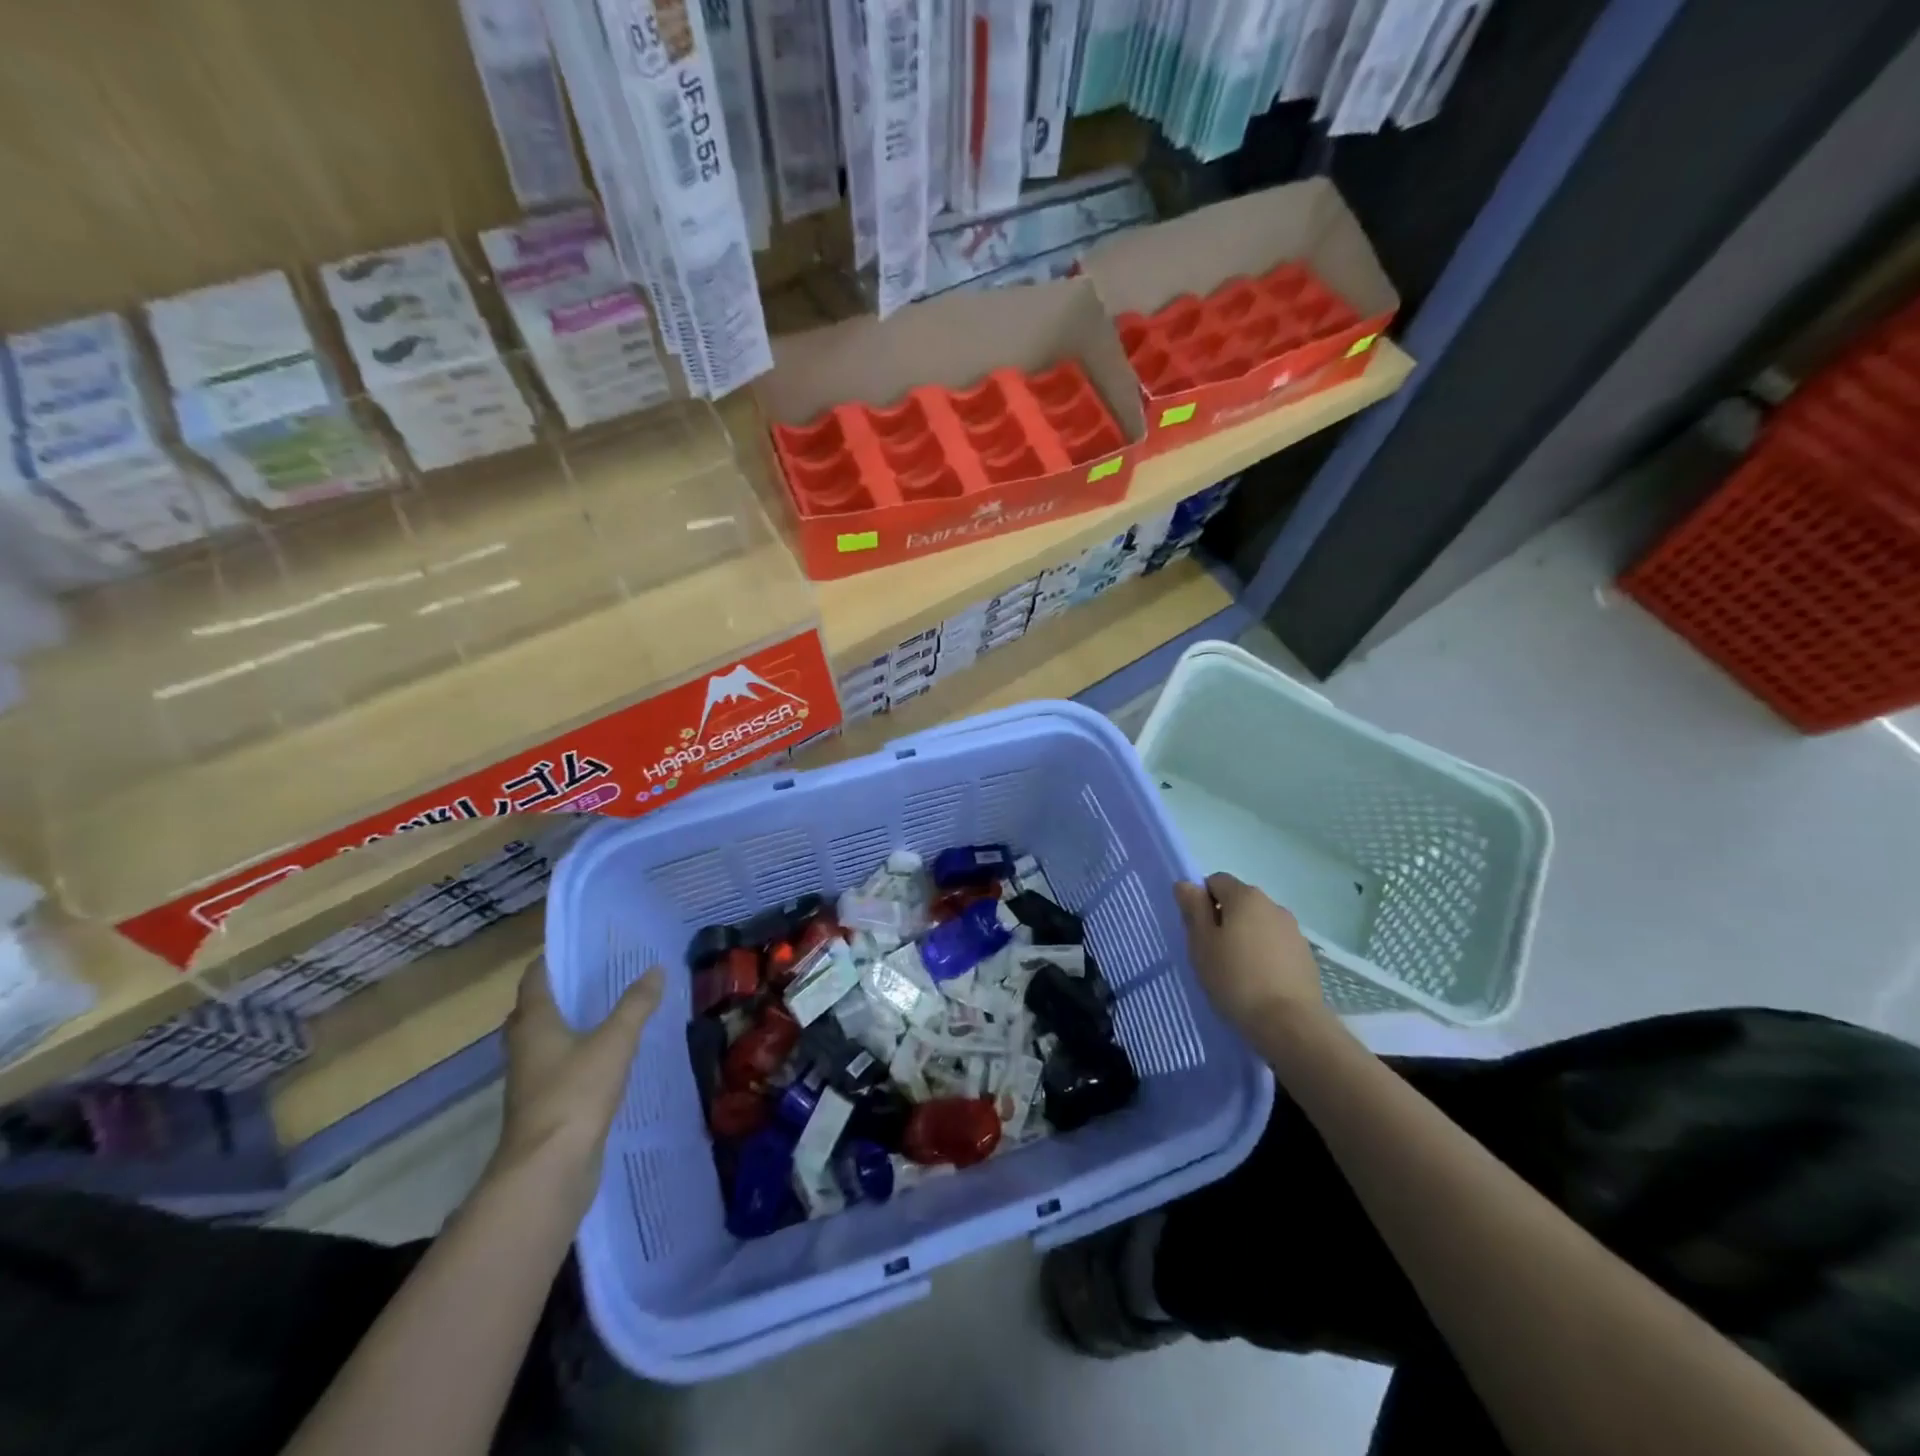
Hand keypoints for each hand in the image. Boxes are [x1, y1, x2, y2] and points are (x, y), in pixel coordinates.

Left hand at [491, 955, 664, 1212]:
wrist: (549, 1170)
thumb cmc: (575, 1094)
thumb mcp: (614, 1042)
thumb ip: (636, 1005)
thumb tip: (656, 969)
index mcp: (534, 1024)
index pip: (535, 979)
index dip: (553, 959)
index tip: (580, 944)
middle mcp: (524, 1048)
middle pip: (533, 1012)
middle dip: (559, 994)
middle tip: (596, 976)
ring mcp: (531, 1081)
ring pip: (544, 1042)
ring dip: (567, 1027)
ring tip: (606, 1012)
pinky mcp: (544, 1107)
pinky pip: (558, 1069)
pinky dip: (576, 1056)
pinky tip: (607, 1057)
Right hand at [1174, 873, 1326, 1034]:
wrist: (1290, 1023)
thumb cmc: (1235, 978)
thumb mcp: (1201, 943)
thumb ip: (1193, 909)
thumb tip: (1186, 884)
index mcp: (1245, 896)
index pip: (1216, 881)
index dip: (1202, 901)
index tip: (1197, 931)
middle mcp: (1273, 905)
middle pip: (1239, 901)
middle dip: (1224, 919)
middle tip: (1212, 952)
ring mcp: (1294, 931)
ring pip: (1259, 924)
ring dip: (1246, 937)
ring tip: (1237, 971)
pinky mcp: (1306, 956)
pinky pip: (1276, 945)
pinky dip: (1265, 954)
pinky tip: (1259, 981)